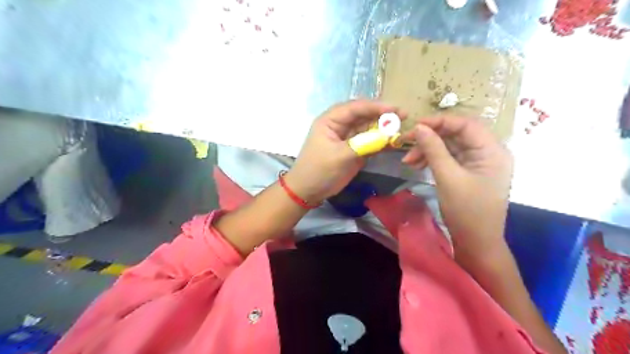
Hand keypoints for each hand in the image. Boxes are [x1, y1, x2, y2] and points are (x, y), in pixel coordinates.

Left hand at [287, 99, 403, 203]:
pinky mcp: (354, 150)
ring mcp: (348, 138)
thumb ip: (363, 144)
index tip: (394, 109)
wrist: (309, 191)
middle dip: (382, 116)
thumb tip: (387, 136)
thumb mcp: (339, 156)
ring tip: (402, 130)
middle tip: (403, 116)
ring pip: (369, 128)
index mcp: (331, 120)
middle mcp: (340, 125)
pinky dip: (381, 142)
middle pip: (364, 115)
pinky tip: (394, 143)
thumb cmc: (319, 170)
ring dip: (384, 129)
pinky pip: (370, 142)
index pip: (355, 108)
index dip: (375, 106)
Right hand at [403, 118, 510, 261]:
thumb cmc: (466, 211)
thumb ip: (434, 149)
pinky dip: (432, 160)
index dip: (439, 121)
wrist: (476, 242)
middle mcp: (487, 152)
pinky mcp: (468, 172)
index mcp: (492, 150)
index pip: (465, 124)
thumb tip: (418, 127)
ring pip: (449, 147)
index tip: (415, 125)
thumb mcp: (448, 177)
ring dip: (428, 150)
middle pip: (456, 135)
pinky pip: (449, 159)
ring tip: (407, 161)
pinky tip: (417, 165)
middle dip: (429, 138)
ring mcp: (477, 163)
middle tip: (405, 143)